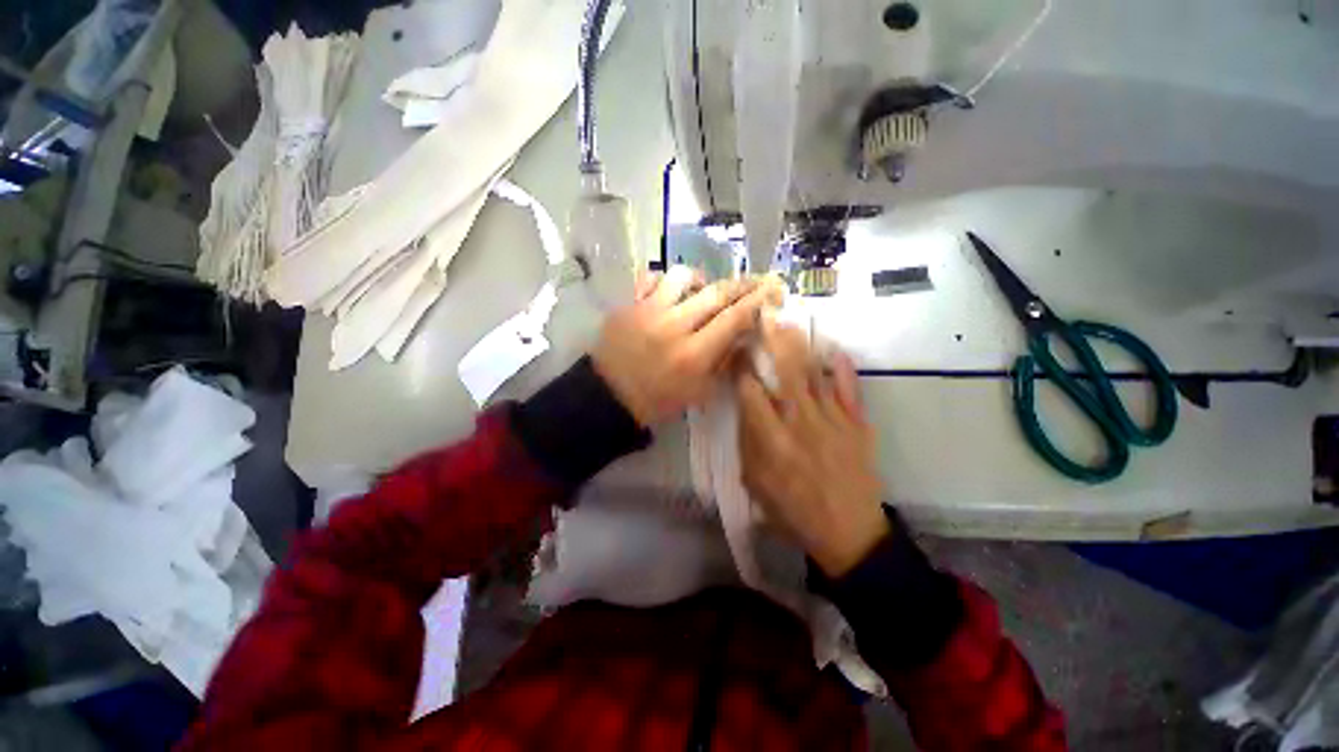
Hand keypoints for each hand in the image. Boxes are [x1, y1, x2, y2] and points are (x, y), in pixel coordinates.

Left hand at [592, 265, 784, 427]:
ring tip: (703, 290)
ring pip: (683, 276)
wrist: (609, 396)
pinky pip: (650, 278)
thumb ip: (724, 364)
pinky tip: (669, 293)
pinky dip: (665, 281)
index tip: (772, 289)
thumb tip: (744, 337)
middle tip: (754, 280)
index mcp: (693, 354)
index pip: (734, 319)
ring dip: (701, 280)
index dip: (757, 301)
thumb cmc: (657, 401)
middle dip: (741, 284)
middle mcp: (674, 326)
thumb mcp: (699, 393)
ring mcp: (648, 311)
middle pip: (716, 292)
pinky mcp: (628, 304)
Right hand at [734, 317, 889, 577]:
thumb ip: (748, 444)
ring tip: (790, 323)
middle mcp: (800, 423)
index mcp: (771, 441)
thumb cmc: (794, 512)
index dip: (742, 367)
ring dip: (801, 346)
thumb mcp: (756, 484)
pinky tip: (834, 351)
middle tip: (764, 317)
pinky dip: (842, 369)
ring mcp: (832, 422)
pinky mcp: (857, 426)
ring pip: (814, 374)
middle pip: (784, 372)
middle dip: (773, 340)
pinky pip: (850, 390)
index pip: (751, 392)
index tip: (737, 351)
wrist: (849, 533)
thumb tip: (746, 409)